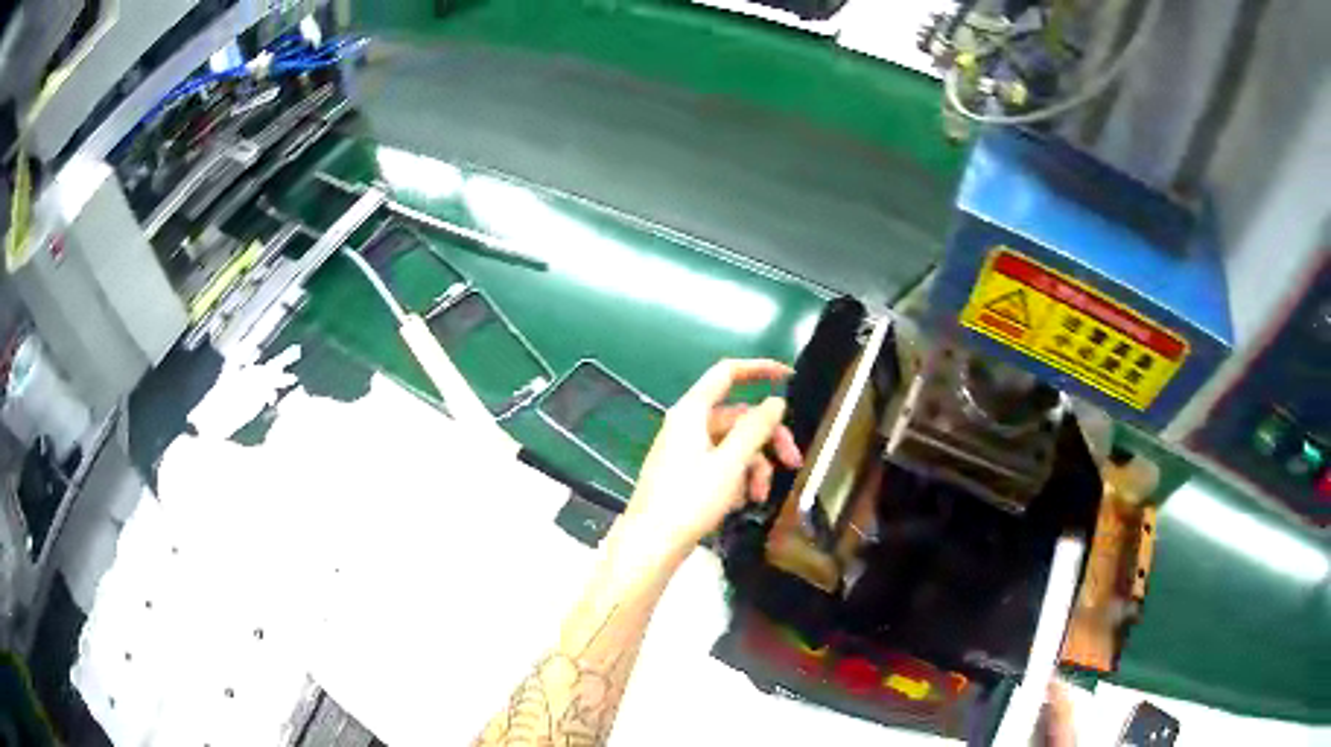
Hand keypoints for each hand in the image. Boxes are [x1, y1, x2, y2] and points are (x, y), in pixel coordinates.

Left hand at [619, 359, 802, 562]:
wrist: (652, 543)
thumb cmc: (689, 500)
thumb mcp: (730, 464)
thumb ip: (756, 429)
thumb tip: (776, 402)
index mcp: (692, 412)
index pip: (727, 373)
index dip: (759, 368)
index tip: (789, 376)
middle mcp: (687, 424)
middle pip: (738, 417)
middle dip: (767, 439)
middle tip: (793, 461)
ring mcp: (685, 449)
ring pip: (732, 444)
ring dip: (754, 466)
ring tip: (761, 495)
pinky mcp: (686, 472)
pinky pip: (720, 463)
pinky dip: (737, 477)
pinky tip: (743, 501)